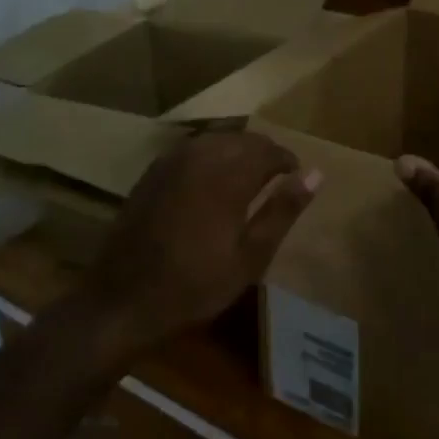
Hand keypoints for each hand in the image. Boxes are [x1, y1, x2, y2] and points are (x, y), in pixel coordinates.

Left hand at [91, 131, 319, 358]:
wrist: (123, 299)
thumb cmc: (194, 285)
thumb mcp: (250, 257)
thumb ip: (282, 210)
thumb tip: (315, 174)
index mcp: (227, 175)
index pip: (267, 150)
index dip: (287, 160)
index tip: (296, 177)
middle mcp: (199, 157)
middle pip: (242, 139)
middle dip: (263, 153)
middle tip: (277, 178)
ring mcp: (171, 161)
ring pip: (216, 139)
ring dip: (237, 151)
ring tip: (249, 178)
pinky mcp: (152, 172)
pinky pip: (192, 149)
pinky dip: (211, 156)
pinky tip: (213, 180)